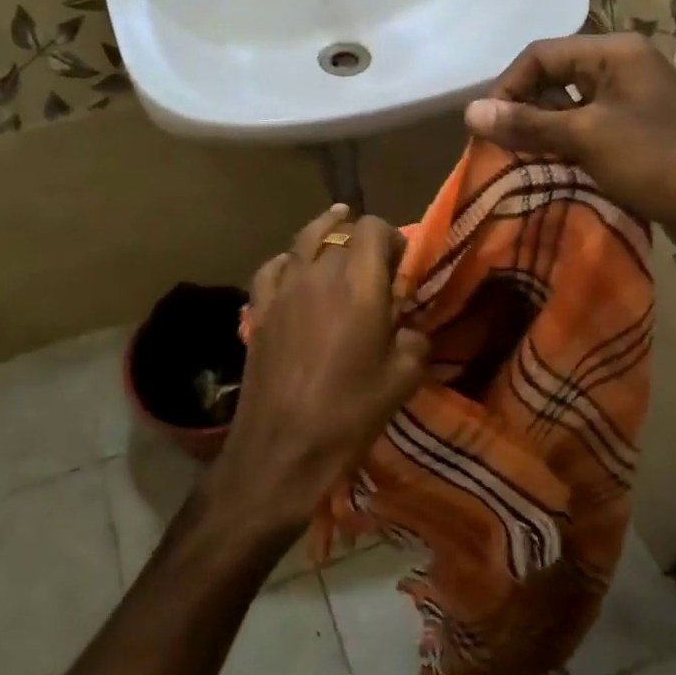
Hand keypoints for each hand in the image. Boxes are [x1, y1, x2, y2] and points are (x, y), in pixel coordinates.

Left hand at [205, 205, 428, 542]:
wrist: (282, 448)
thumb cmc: (349, 413)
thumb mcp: (404, 379)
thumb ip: (416, 340)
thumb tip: (410, 328)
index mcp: (359, 284)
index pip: (373, 228)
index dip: (390, 235)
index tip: (401, 261)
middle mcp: (319, 274)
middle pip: (341, 234)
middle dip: (362, 242)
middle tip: (376, 269)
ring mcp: (284, 289)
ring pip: (303, 240)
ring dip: (324, 233)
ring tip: (335, 226)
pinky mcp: (260, 310)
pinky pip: (273, 268)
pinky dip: (288, 261)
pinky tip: (293, 269)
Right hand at [464, 34, 675, 261]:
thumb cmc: (656, 163)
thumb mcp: (586, 138)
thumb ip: (527, 123)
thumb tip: (470, 111)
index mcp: (615, 53)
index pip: (540, 54)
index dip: (508, 86)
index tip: (486, 126)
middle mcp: (623, 66)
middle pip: (554, 76)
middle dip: (523, 108)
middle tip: (499, 145)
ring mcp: (633, 98)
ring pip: (569, 104)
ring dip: (541, 129)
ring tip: (518, 159)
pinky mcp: (637, 129)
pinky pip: (588, 126)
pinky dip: (564, 143)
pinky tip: (550, 167)